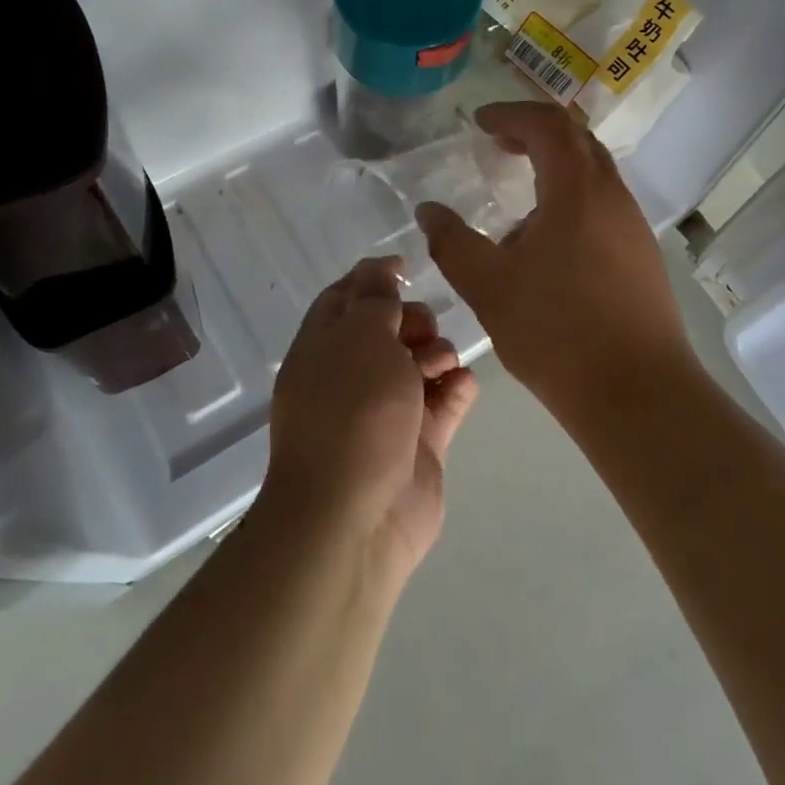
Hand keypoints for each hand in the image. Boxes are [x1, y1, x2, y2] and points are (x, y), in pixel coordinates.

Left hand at [259, 257, 478, 579]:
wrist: (356, 516)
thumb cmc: (352, 412)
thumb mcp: (360, 337)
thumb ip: (375, 298)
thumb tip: (381, 270)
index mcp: (322, 349)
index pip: (344, 299)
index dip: (373, 279)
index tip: (407, 268)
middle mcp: (351, 377)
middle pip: (388, 330)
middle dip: (413, 320)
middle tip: (424, 331)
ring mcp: (386, 413)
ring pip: (419, 364)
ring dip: (437, 354)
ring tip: (440, 365)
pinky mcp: (419, 444)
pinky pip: (444, 402)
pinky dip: (456, 389)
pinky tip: (462, 385)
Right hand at [415, 102, 692, 410]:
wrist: (637, 393)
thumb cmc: (556, 332)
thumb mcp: (489, 286)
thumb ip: (453, 242)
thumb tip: (429, 211)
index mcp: (577, 189)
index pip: (547, 124)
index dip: (511, 114)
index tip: (479, 123)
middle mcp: (612, 196)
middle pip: (578, 140)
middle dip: (535, 132)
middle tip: (498, 144)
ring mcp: (633, 226)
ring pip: (595, 173)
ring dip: (556, 168)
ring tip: (518, 197)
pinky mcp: (643, 256)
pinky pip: (604, 205)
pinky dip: (573, 198)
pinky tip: (548, 242)